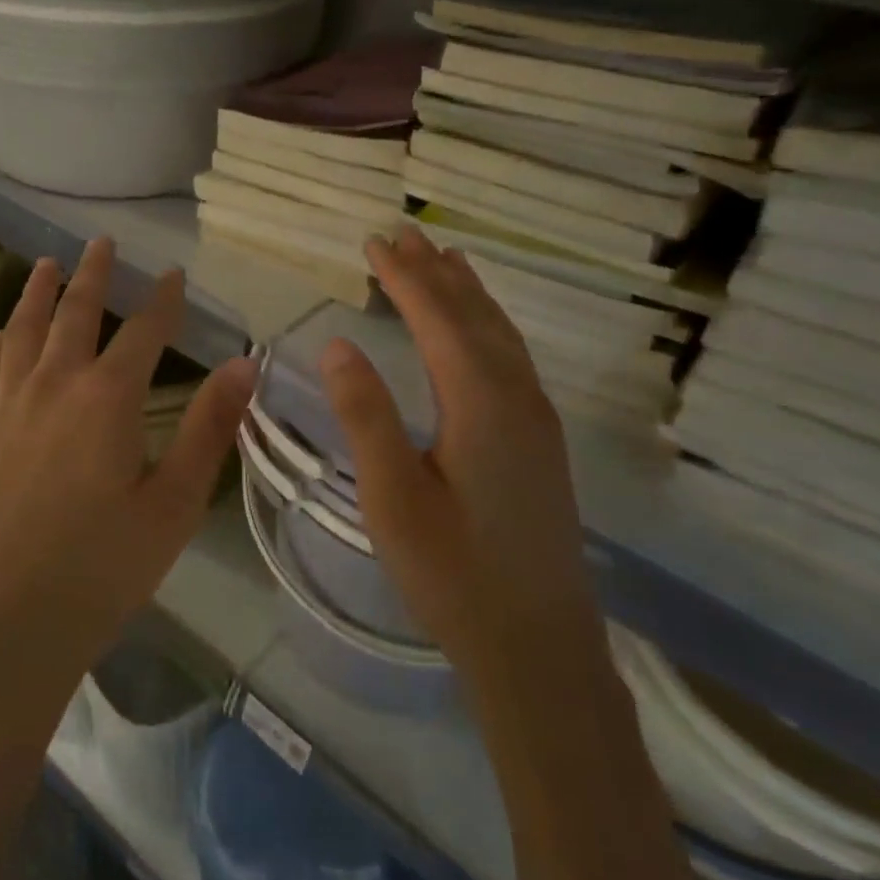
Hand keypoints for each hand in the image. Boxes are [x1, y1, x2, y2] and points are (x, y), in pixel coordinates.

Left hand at [0, 238, 256, 721]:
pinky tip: (1, 336)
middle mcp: (52, 388)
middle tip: (102, 243)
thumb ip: (210, 428)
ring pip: (22, 333)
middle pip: (74, 315)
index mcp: (107, 399)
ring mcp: (7, 411)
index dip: (164, 300)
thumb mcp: (174, 504)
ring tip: (45, 265)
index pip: (144, 331)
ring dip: (37, 294)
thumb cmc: (101, 571)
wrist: (3, 630)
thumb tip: (245, 364)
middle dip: (93, 275)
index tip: (176, 274)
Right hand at [318, 229, 594, 688]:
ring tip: (444, 259)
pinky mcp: (541, 442)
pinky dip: (488, 326)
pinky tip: (479, 330)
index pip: (439, 319)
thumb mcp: (392, 497)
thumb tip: (338, 344)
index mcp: (481, 403)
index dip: (405, 278)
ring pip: (501, 334)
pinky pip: (512, 358)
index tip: (374, 241)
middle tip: (403, 234)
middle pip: (475, 315)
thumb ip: (366, 415)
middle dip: (436, 272)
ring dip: (468, 293)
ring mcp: (538, 419)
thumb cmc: (453, 573)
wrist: (537, 645)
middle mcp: (518, 397)